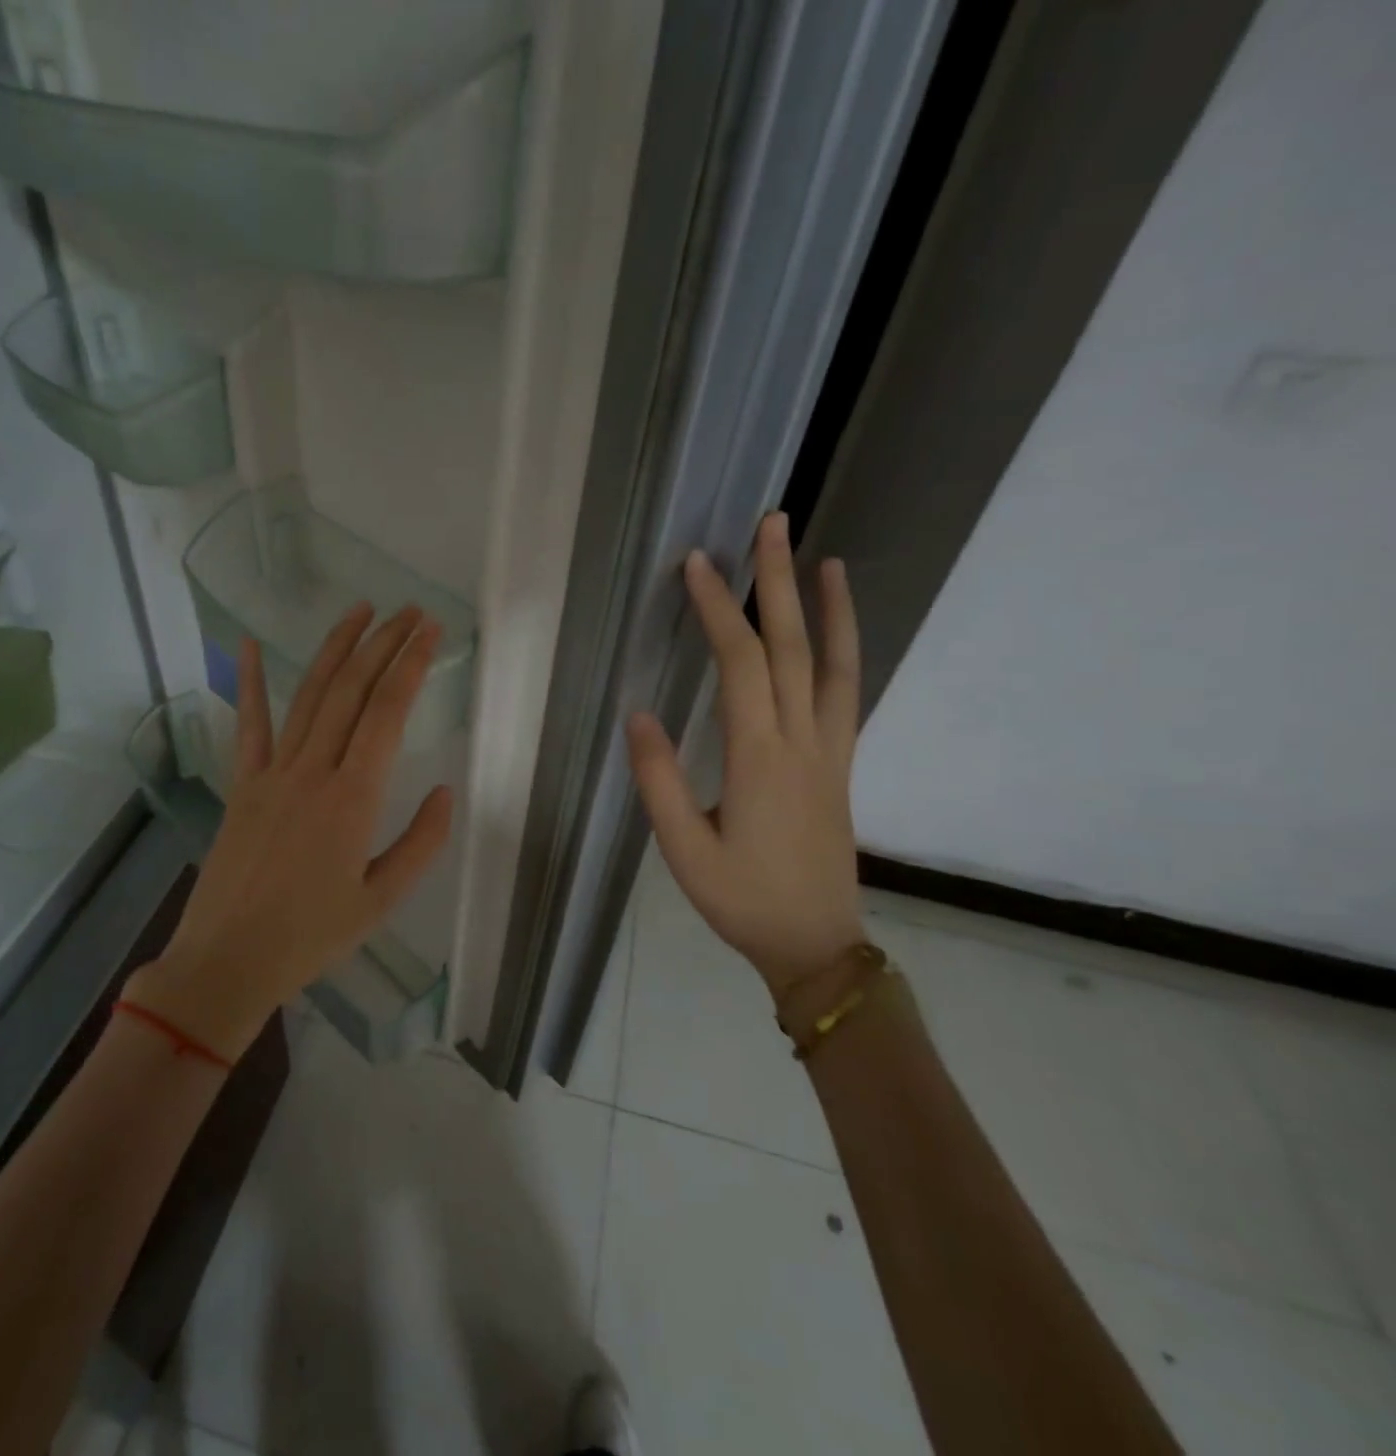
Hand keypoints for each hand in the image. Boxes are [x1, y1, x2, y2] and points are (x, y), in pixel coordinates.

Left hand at [123, 605, 454, 1058]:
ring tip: (359, 611)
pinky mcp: (243, 785)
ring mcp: (272, 773)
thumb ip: (421, 843)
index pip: (388, 712)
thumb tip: (446, 791)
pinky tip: (250, 646)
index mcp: (354, 798)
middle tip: (409, 611)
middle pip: (352, 690)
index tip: (431, 631)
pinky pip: (249, 726)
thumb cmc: (311, 937)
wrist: (227, 960)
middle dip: (383, 643)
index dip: (411, 664)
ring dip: (335, 649)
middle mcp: (313, 771)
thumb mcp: (382, 900)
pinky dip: (250, 683)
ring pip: (309, 696)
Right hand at [626, 512, 864, 1000]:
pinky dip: (848, 651)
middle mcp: (802, 741)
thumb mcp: (683, 849)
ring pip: (836, 664)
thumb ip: (659, 780)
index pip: (740, 665)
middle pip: (793, 647)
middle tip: (772, 524)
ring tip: (823, 559)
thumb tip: (638, 714)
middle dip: (777, 582)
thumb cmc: (741, 899)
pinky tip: (839, 631)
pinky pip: (849, 693)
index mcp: (759, 758)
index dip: (718, 610)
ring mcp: (830, 751)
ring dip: (828, 608)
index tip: (697, 565)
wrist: (815, 942)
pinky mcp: (840, 764)